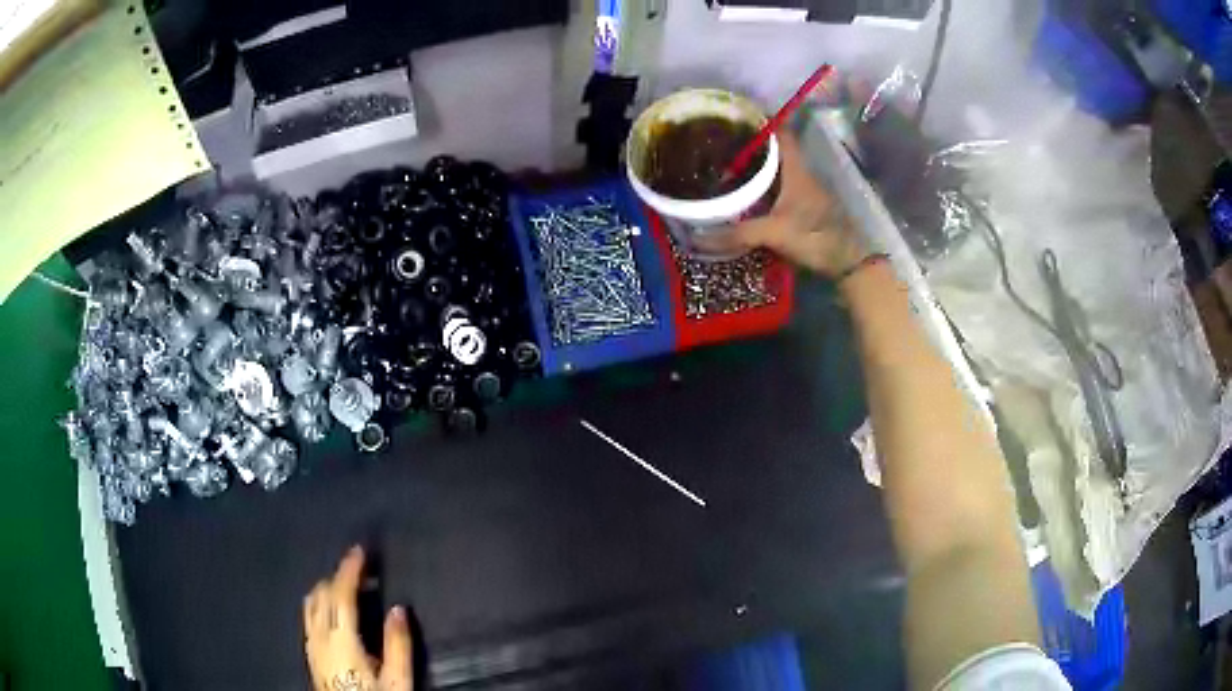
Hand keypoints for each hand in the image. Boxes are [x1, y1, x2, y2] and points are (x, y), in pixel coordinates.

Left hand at [303, 546, 412, 690]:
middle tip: (360, 569)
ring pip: (311, 603)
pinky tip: (332, 609)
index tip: (359, 551)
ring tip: (346, 584)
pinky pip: (309, 615)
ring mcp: (311, 643)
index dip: (349, 569)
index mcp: (342, 639)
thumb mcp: (397, 679)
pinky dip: (320, 601)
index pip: (340, 594)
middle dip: (338, 575)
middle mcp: (320, 636)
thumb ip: (397, 643)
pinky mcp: (310, 652)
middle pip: (321, 594)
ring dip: (326, 587)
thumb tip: (399, 608)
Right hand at [694, 130, 866, 277]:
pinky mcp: (802, 210)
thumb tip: (697, 237)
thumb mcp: (775, 233)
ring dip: (754, 170)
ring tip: (723, 170)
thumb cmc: (815, 238)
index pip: (781, 134)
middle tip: (719, 147)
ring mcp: (802, 193)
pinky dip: (759, 191)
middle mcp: (799, 175)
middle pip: (774, 152)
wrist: (846, 263)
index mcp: (796, 170)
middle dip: (749, 148)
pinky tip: (741, 199)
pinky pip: (776, 192)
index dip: (761, 122)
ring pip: (775, 172)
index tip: (736, 118)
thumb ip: (738, 233)